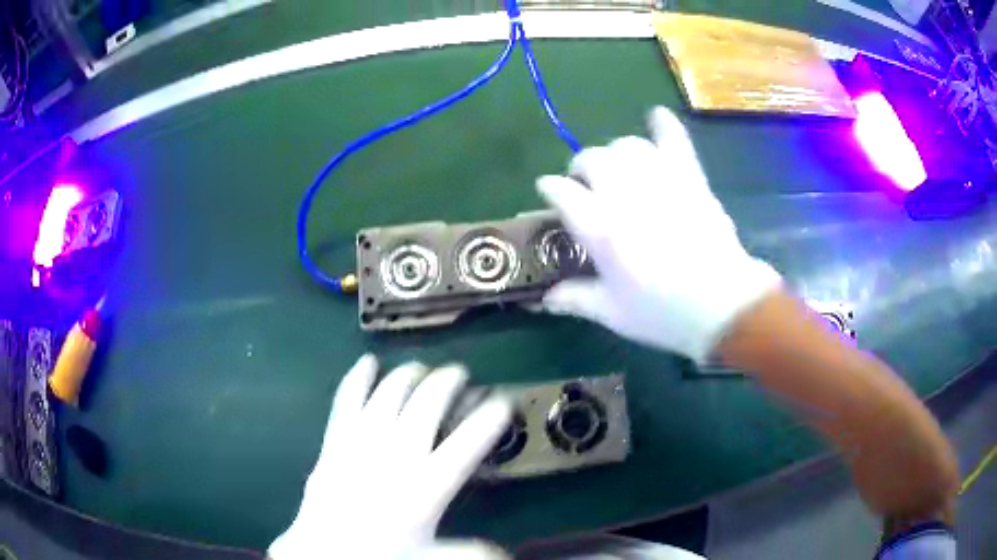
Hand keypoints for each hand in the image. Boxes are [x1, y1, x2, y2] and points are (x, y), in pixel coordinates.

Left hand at [269, 355, 511, 559]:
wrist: (324, 552)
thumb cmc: (381, 555)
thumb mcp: (432, 558)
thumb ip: (470, 552)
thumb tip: (505, 553)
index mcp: (426, 487)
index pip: (466, 444)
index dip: (489, 419)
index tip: (502, 402)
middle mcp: (396, 455)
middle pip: (427, 404)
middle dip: (448, 382)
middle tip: (460, 374)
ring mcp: (361, 442)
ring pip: (389, 394)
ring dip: (409, 375)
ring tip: (423, 368)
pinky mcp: (335, 440)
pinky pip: (347, 400)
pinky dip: (358, 378)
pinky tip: (368, 362)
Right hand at [537, 107, 780, 362]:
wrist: (723, 305)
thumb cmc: (664, 313)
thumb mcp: (613, 313)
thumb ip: (576, 298)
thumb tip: (545, 298)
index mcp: (600, 227)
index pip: (561, 191)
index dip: (551, 189)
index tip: (550, 193)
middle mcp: (624, 194)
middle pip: (591, 159)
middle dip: (581, 168)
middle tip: (587, 186)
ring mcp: (660, 180)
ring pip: (626, 146)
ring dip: (615, 154)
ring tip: (619, 169)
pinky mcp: (690, 177)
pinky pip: (674, 139)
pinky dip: (664, 125)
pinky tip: (656, 116)